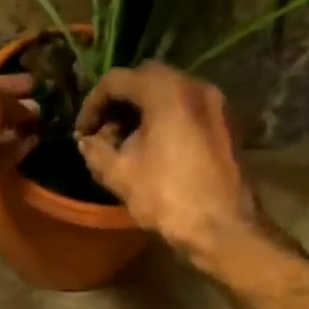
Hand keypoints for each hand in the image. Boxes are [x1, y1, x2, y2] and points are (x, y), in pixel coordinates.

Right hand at [75, 61, 260, 261]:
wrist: (222, 227)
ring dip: (141, 112)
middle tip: (102, 135)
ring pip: (167, 94)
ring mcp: (215, 103)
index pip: (117, 81)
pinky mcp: (225, 122)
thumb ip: (96, 150)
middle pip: (144, 80)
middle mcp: (195, 85)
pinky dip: (164, 119)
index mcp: (166, 92)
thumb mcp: (120, 175)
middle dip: (118, 105)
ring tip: (124, 145)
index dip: (92, 105)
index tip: (82, 133)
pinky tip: (152, 149)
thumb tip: (86, 141)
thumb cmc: (168, 197)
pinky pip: (186, 108)